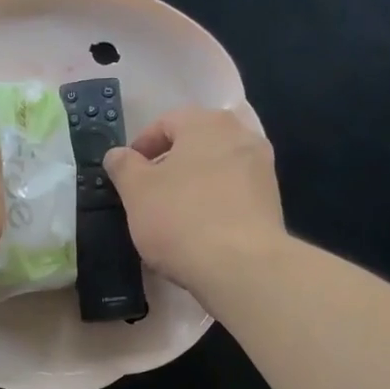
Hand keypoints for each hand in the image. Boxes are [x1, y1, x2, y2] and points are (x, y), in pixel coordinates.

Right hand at [103, 107, 285, 300]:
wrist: (241, 266)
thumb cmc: (180, 218)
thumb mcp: (136, 191)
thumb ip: (123, 166)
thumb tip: (117, 154)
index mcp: (206, 123)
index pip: (166, 122)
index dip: (141, 146)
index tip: (127, 174)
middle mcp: (240, 135)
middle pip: (196, 143)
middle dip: (170, 164)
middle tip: (149, 193)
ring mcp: (262, 167)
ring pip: (216, 167)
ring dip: (193, 184)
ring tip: (173, 215)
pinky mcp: (272, 200)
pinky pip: (234, 192)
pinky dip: (214, 203)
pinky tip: (200, 230)